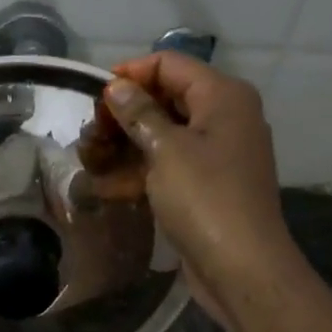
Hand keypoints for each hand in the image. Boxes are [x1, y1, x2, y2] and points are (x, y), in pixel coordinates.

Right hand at [90, 52, 295, 327]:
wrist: (242, 267)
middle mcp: (223, 117)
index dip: (130, 75)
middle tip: (89, 136)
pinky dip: (139, 172)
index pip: (169, 64)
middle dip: (123, 116)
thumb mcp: (166, 149)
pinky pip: (168, 167)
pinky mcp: (205, 186)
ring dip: (124, 146)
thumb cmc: (205, 198)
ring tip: (88, 162)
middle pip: (164, 100)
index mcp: (222, 96)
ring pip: (162, 136)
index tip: (95, 99)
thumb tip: (116, 87)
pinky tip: (105, 187)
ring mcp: (216, 154)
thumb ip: (138, 113)